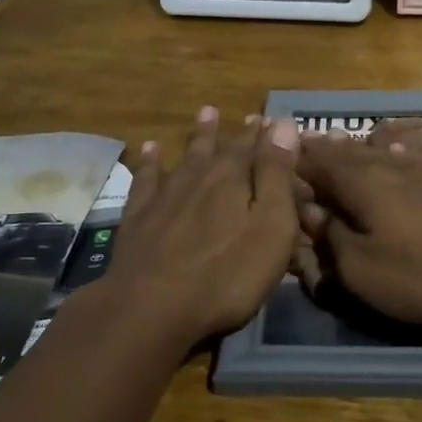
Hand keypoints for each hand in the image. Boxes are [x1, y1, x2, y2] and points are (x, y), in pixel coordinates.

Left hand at [103, 108, 300, 343]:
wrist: (150, 308)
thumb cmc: (226, 274)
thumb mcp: (270, 227)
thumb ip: (277, 175)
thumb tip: (284, 123)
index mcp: (235, 179)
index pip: (256, 148)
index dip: (266, 135)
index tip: (273, 119)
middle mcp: (200, 177)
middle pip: (222, 148)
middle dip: (238, 133)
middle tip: (247, 116)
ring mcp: (166, 196)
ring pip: (187, 156)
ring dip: (200, 136)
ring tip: (206, 113)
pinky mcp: (138, 218)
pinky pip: (146, 179)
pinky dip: (149, 162)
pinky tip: (149, 149)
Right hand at [296, 132, 421, 322]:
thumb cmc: (421, 274)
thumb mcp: (361, 269)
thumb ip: (331, 236)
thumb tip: (310, 211)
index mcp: (361, 182)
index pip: (317, 162)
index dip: (293, 158)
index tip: (272, 151)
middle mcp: (387, 165)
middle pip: (345, 151)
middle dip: (319, 148)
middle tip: (298, 143)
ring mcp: (419, 169)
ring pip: (374, 151)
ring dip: (350, 149)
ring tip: (334, 144)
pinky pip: (401, 158)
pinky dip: (382, 155)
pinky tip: (389, 154)